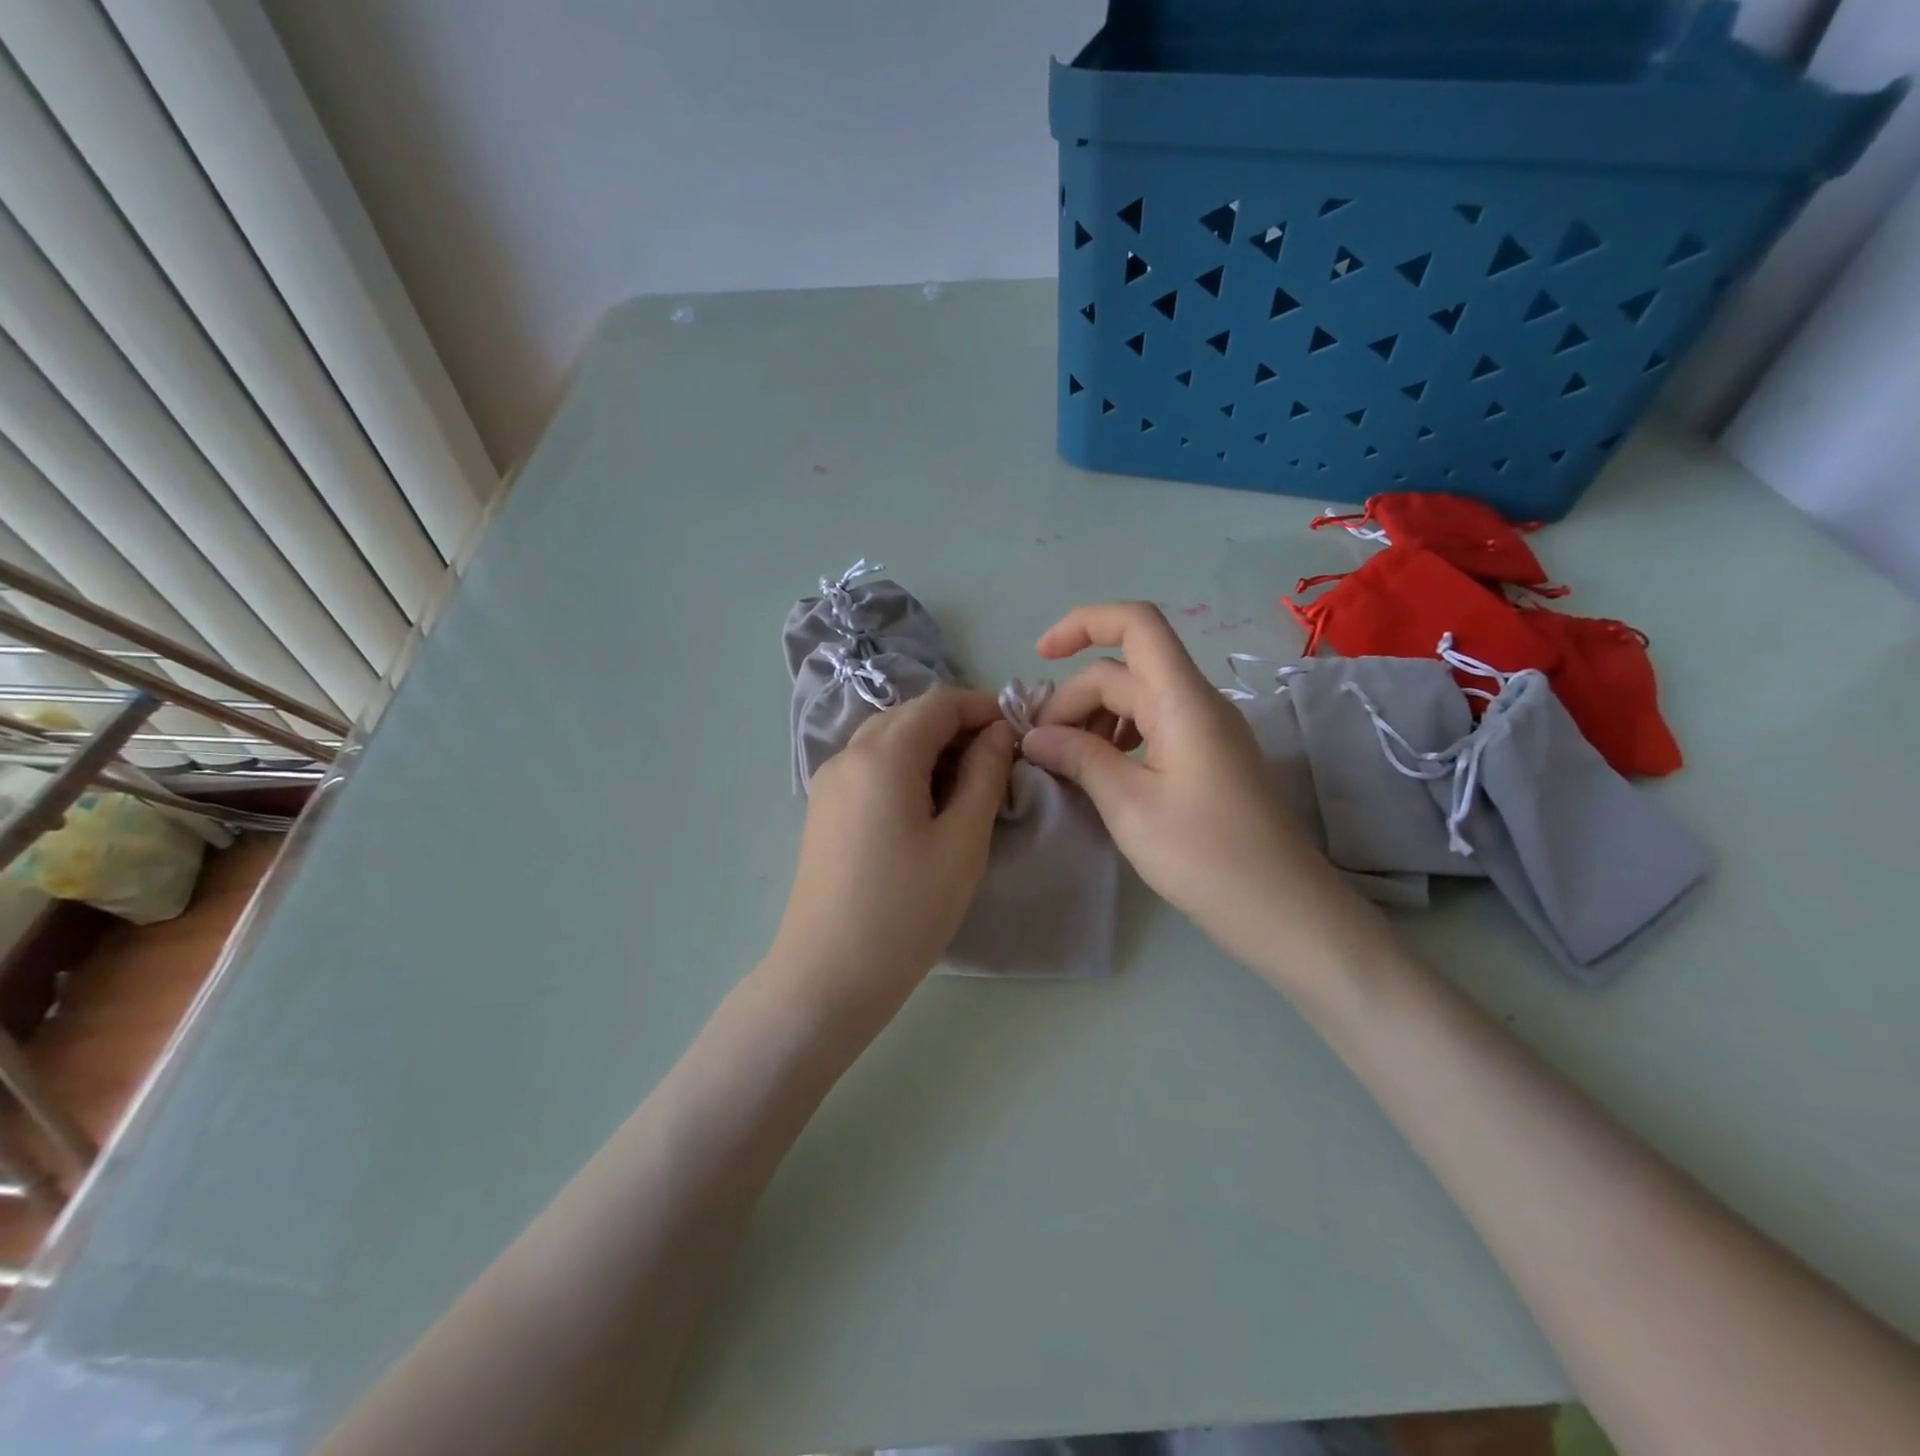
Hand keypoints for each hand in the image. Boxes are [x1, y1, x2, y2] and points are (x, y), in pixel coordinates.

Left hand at [767, 687, 1014, 1025]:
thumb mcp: (962, 841)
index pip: (939, 703)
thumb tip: (998, 733)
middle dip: (957, 727)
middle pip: (910, 716)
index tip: (1018, 732)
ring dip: (930, 747)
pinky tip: (926, 805)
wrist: (829, 974)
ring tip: (968, 785)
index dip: (982, 708)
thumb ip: (984, 775)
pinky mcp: (823, 809)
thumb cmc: (907, 909)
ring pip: (887, 740)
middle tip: (998, 761)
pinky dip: (904, 768)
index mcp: (883, 754)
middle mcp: (848, 755)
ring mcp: (829, 782)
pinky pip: (869, 767)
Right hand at [1022, 603, 1359, 970]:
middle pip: (1123, 671)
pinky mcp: (1208, 759)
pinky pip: (1153, 726)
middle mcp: (1197, 702)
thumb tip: (1033, 737)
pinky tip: (1101, 773)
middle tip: (1039, 751)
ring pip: (1136, 699)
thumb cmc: (1205, 855)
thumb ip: (1080, 758)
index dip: (1083, 623)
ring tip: (1066, 763)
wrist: (1283, 910)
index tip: (1039, 656)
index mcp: (1182, 699)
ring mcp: (1207, 731)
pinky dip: (1117, 738)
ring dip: (1092, 719)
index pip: (1135, 624)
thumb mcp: (1129, 805)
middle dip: (1072, 699)